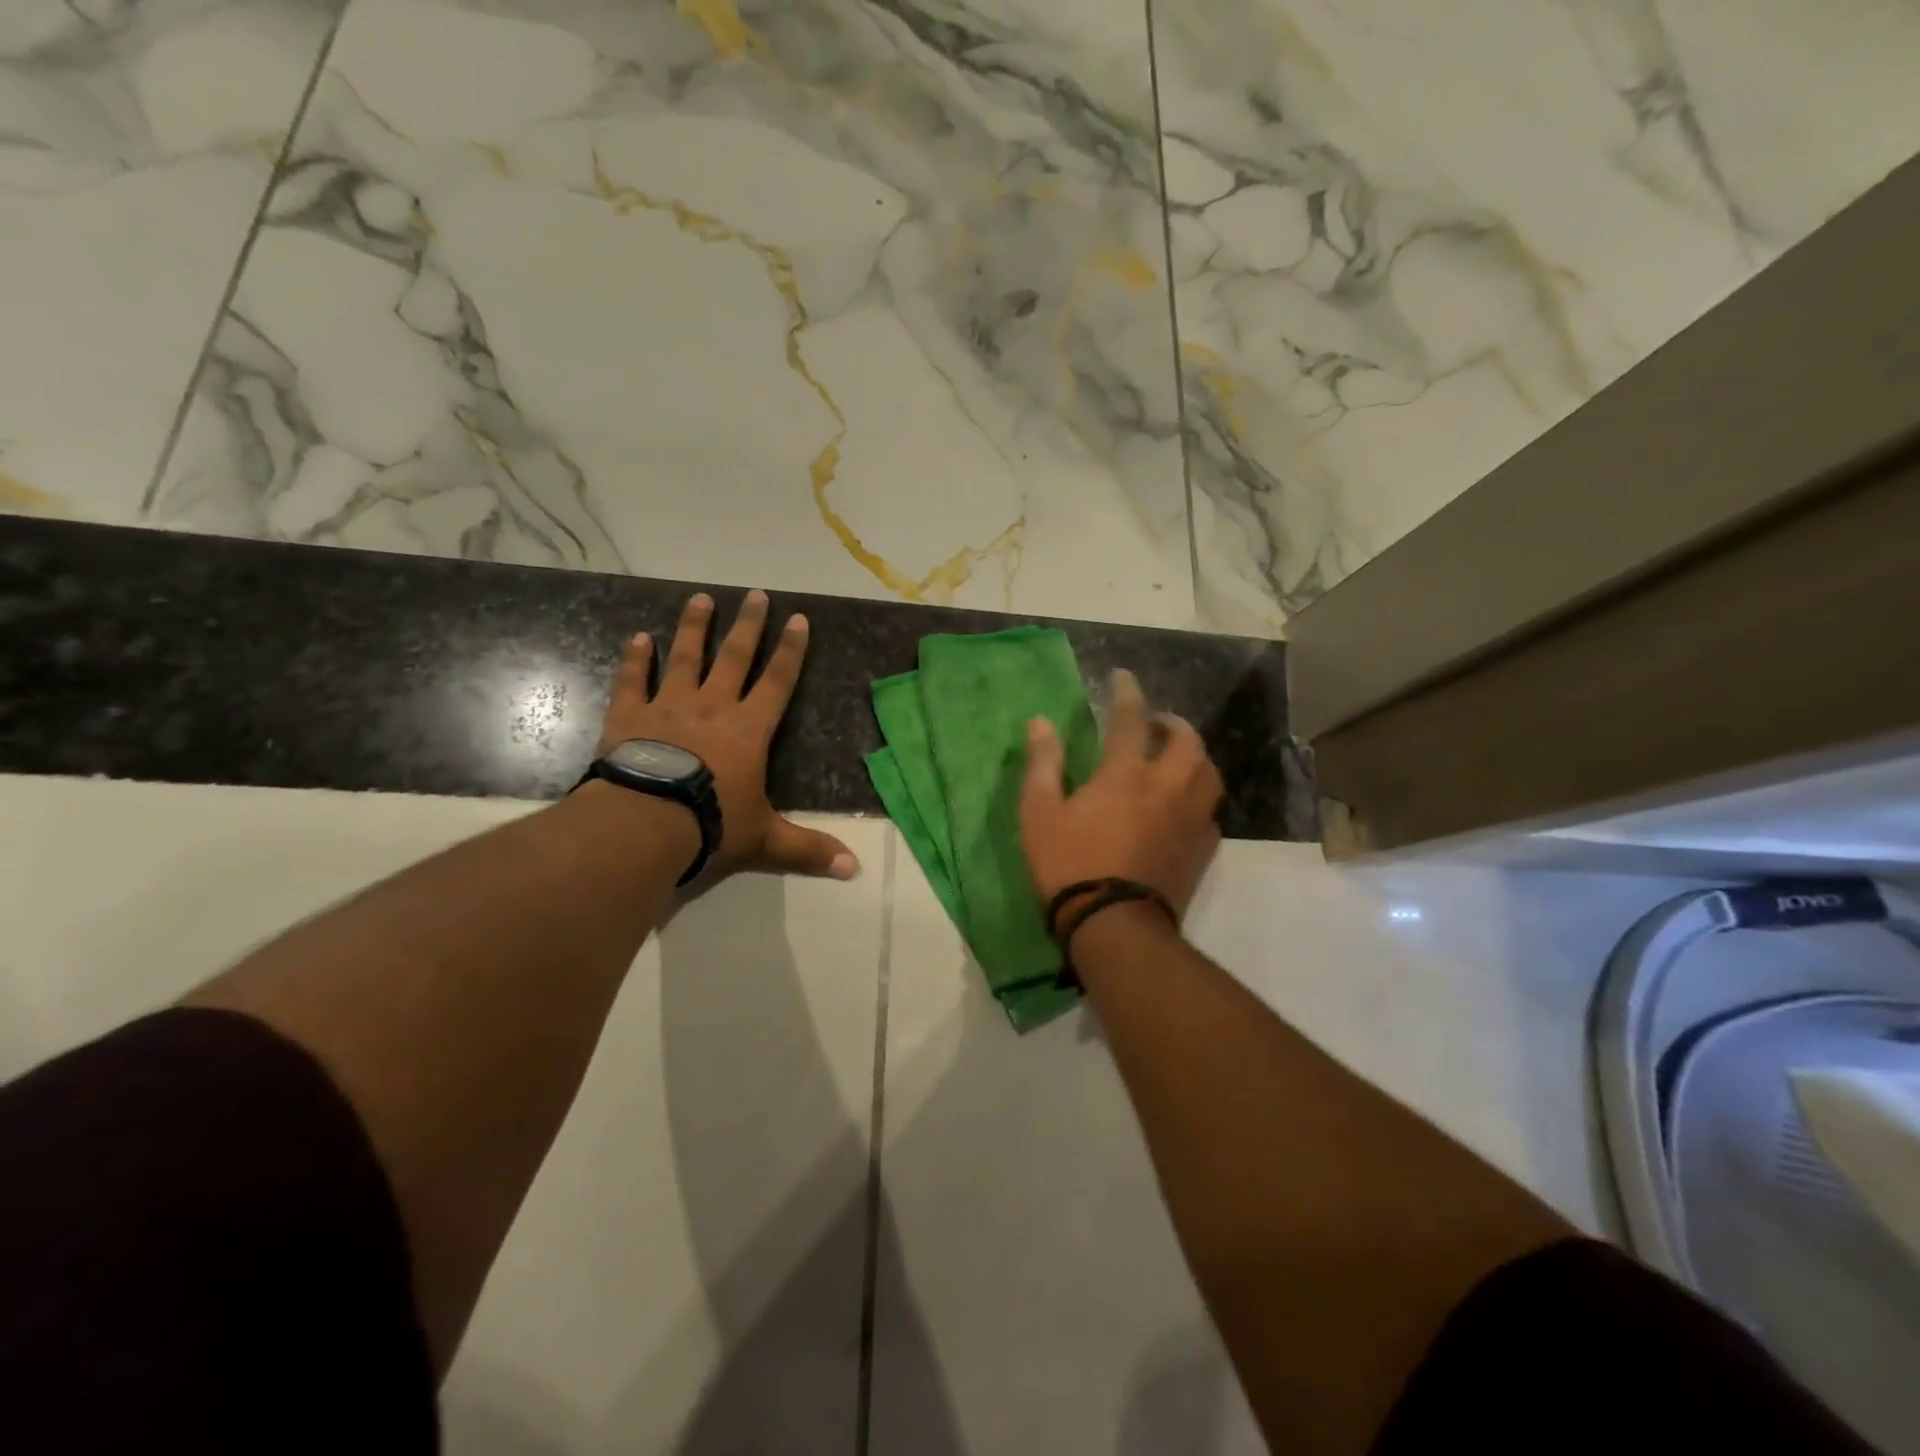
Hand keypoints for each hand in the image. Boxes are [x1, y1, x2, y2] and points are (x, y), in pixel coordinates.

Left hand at [597, 590, 857, 881]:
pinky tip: (639, 637)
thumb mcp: (765, 841)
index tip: (798, 619)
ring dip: (694, 628)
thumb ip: (808, 850)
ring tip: (700, 599)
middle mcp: (714, 708)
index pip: (778, 682)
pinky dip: (636, 659)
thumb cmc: (712, 825)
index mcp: (750, 730)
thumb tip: (854, 870)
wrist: (646, 823)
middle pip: (735, 657)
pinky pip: (633, 681)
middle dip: (748, 626)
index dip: (791, 651)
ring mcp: (669, 708)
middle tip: (755, 594)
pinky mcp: (630, 717)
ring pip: (685, 658)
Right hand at [1019, 669, 1222, 917]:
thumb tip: (1039, 723)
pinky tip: (1185, 808)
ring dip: (1195, 758)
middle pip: (1187, 742)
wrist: (1114, 925)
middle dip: (1174, 725)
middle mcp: (1166, 788)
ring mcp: (1190, 819)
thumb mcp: (1039, 813)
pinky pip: (1210, 812)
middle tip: (1157, 726)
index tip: (1125, 677)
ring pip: (1209, 774)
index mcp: (1125, 774)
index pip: (1131, 720)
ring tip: (1177, 761)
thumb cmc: (1069, 865)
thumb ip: (1042, 764)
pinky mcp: (1201, 849)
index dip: (1127, 694)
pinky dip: (1199, 799)